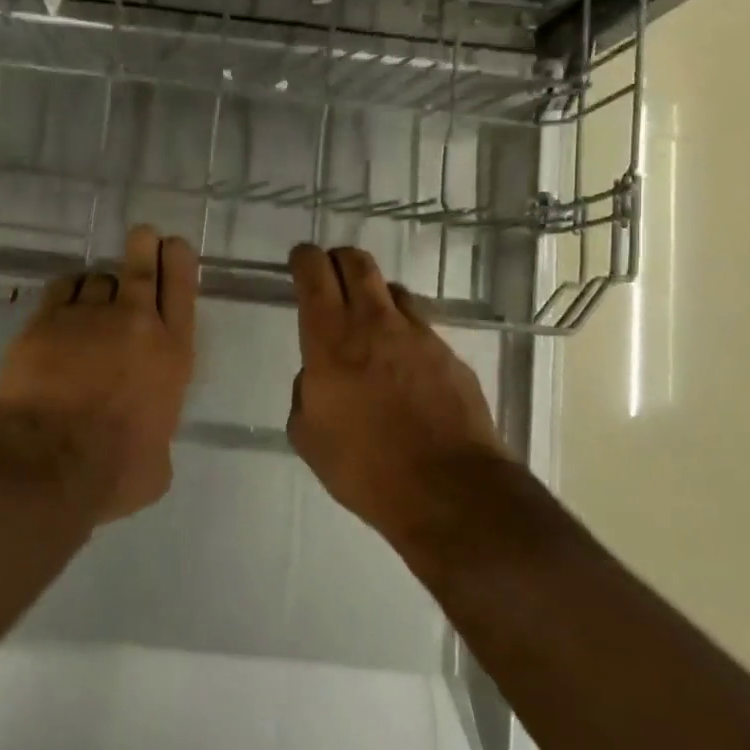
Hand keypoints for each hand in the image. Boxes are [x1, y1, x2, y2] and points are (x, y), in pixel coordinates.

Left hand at [0, 225, 198, 522]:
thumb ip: (157, 440)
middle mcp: (135, 324)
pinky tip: (65, 300)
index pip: (182, 292)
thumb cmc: (113, 471)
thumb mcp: (157, 467)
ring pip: (99, 278)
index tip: (175, 245)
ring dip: (101, 283)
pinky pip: (62, 289)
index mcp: (173, 355)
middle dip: (145, 247)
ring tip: (96, 294)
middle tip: (144, 235)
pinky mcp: (46, 320)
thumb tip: (147, 445)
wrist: (48, 460)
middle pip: (142, 268)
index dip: (179, 262)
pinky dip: (68, 290)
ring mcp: (88, 317)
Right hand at [287, 244, 510, 546]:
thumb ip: (306, 393)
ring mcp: (418, 336)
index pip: (314, 275)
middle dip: (339, 259)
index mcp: (331, 340)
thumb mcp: (308, 436)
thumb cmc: (364, 467)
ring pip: (393, 289)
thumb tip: (318, 376)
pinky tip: (403, 359)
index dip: (304, 259)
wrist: (448, 490)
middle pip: (357, 264)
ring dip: (375, 293)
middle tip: (331, 271)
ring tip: (369, 316)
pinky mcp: (450, 355)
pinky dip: (404, 329)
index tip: (300, 259)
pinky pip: (420, 326)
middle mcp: (374, 324)